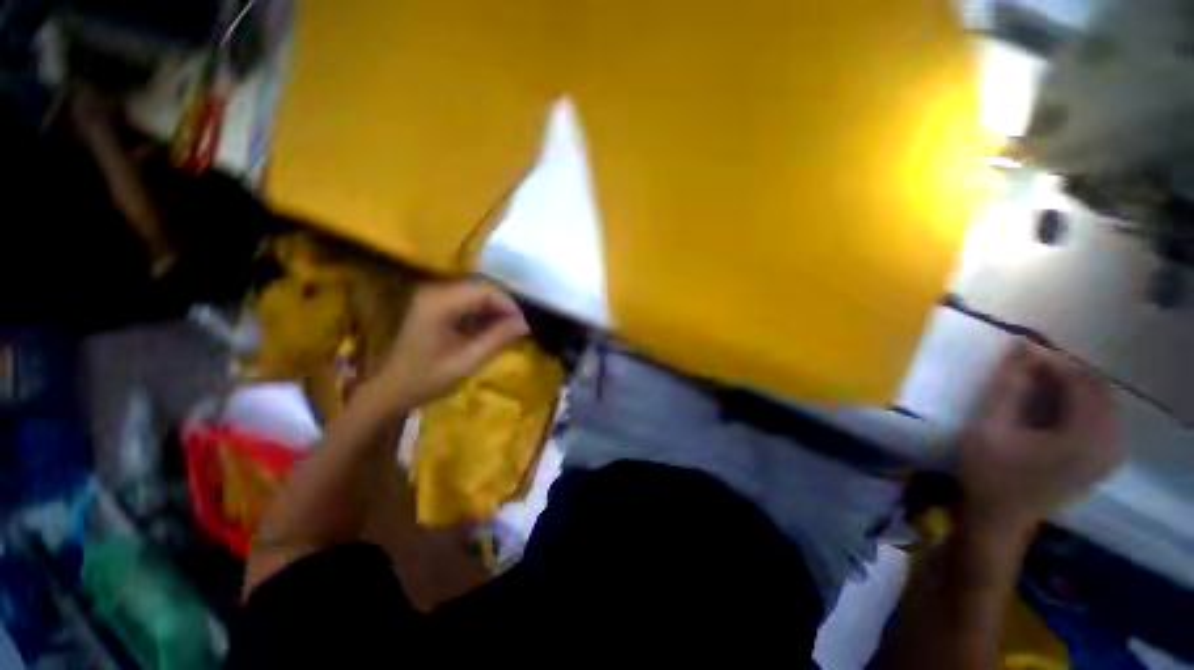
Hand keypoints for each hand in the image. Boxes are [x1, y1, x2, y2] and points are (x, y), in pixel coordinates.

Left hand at [366, 279, 528, 410]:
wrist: (392, 388)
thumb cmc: (426, 379)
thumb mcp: (466, 362)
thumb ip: (497, 340)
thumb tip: (525, 323)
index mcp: (438, 303)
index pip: (484, 290)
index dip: (508, 304)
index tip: (524, 324)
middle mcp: (435, 291)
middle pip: (481, 287)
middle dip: (504, 306)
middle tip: (519, 328)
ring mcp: (434, 295)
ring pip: (477, 291)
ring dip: (496, 308)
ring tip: (508, 330)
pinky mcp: (436, 303)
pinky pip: (468, 299)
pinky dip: (484, 311)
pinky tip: (491, 329)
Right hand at [958, 342, 1123, 535]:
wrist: (999, 519)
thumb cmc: (989, 473)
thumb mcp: (988, 428)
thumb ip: (1007, 389)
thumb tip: (1020, 348)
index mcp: (1080, 439)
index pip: (1080, 385)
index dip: (1054, 364)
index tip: (1024, 355)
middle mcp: (1105, 447)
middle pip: (1100, 393)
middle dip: (1069, 375)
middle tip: (1034, 369)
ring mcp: (1107, 458)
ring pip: (1108, 407)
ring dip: (1080, 390)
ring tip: (1048, 386)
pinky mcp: (1102, 465)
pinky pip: (1109, 424)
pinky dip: (1090, 408)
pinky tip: (1068, 410)